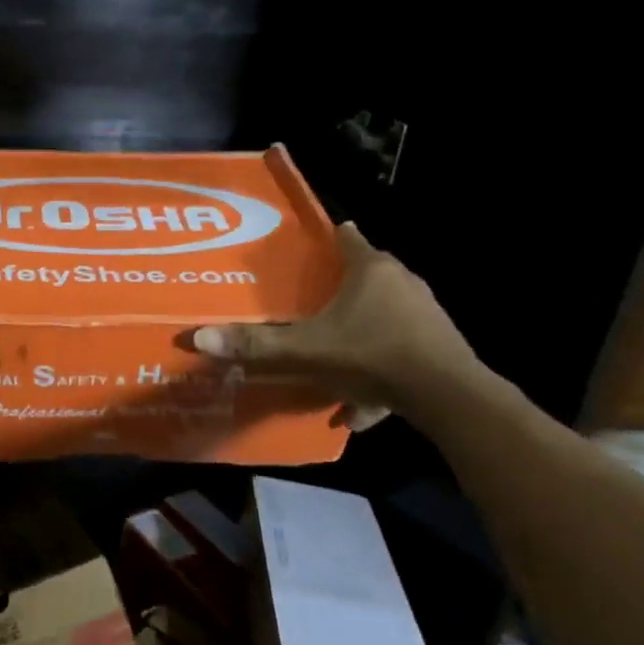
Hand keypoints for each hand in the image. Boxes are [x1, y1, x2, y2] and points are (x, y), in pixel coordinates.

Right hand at [192, 221, 477, 429]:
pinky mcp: (439, 345)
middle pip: (368, 275)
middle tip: (312, 304)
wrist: (447, 396)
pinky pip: (400, 350)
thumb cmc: (372, 354)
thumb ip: (256, 345)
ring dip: (361, 331)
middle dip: (342, 288)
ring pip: (385, 315)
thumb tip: (197, 337)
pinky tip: (360, 405)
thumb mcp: (306, 350)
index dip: (329, 239)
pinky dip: (380, 369)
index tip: (313, 245)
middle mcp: (403, 283)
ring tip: (334, 354)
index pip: (347, 239)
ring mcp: (426, 314)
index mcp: (371, 270)